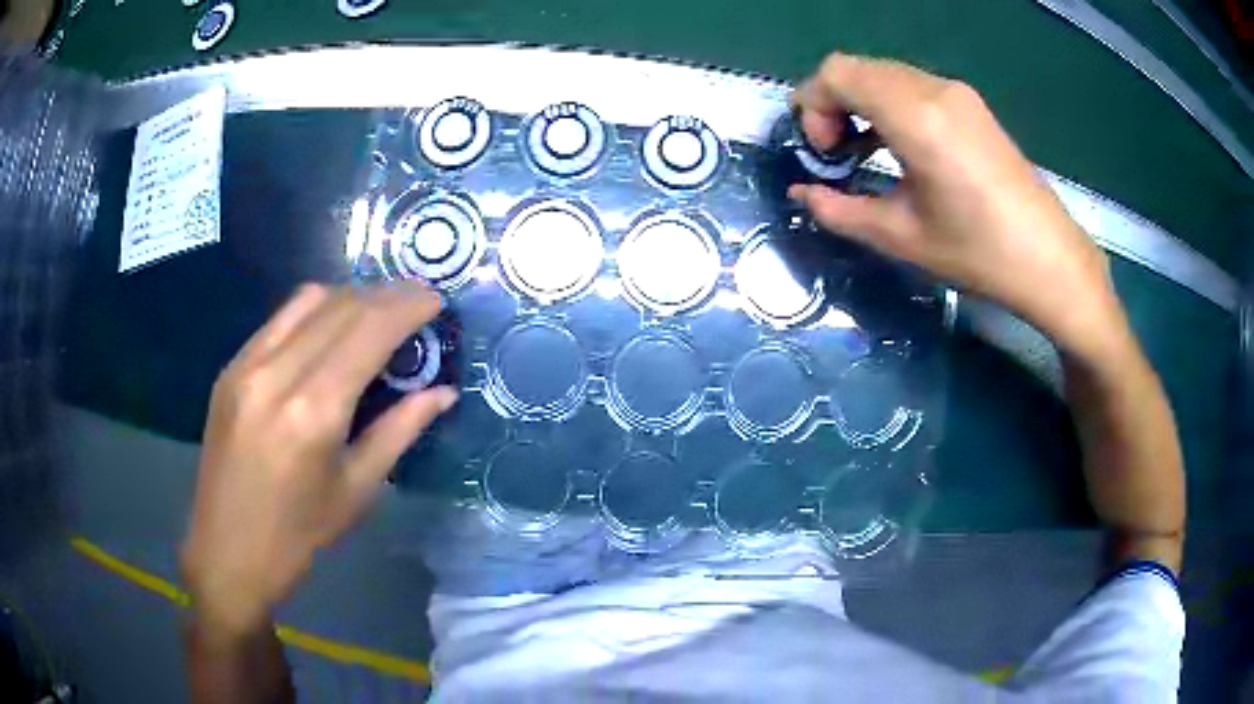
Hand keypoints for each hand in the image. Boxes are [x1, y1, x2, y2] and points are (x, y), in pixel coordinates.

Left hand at [180, 283, 457, 636]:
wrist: (226, 551)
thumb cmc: (298, 535)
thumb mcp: (356, 490)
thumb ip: (399, 431)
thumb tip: (443, 392)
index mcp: (313, 411)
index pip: (368, 330)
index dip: (407, 306)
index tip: (436, 299)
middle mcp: (276, 373)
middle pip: (340, 305)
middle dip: (385, 295)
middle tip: (414, 304)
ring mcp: (246, 365)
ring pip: (307, 300)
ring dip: (350, 297)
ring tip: (376, 315)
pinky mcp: (230, 368)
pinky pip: (279, 319)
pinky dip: (314, 312)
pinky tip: (329, 332)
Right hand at [790, 54, 1127, 356]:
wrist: (1051, 260)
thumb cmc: (979, 253)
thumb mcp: (902, 237)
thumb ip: (841, 210)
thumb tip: (801, 194)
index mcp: (917, 117)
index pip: (838, 74)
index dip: (813, 106)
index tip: (822, 154)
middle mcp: (935, 90)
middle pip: (857, 67)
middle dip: (831, 104)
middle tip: (836, 155)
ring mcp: (957, 93)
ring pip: (883, 74)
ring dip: (859, 104)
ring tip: (862, 152)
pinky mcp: (971, 104)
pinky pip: (911, 86)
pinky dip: (887, 105)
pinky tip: (896, 145)